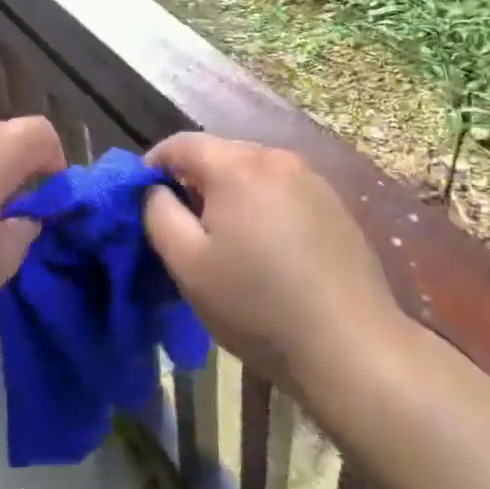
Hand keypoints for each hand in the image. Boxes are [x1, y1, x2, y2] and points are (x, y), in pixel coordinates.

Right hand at [142, 134, 401, 389]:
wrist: (350, 344)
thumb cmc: (256, 304)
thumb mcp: (188, 264)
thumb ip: (158, 214)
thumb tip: (154, 189)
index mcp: (237, 165)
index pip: (181, 144)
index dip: (152, 166)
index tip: (140, 199)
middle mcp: (276, 157)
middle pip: (219, 154)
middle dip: (192, 181)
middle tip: (180, 225)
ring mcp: (311, 178)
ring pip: (252, 172)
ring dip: (228, 194)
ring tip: (222, 238)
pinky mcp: (333, 203)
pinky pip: (281, 189)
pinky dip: (261, 205)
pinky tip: (265, 247)